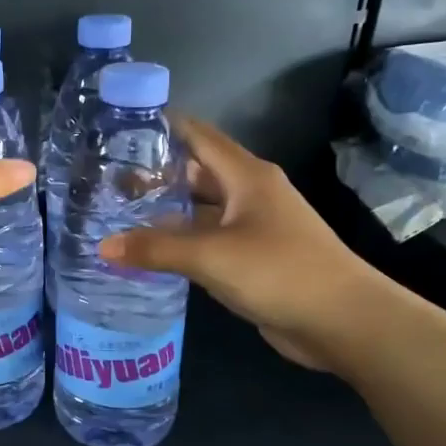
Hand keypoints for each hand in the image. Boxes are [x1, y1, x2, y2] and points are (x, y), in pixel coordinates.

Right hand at [98, 117, 395, 368]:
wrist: (342, 320)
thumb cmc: (280, 271)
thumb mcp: (211, 256)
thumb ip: (155, 248)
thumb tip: (103, 245)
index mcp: (246, 176)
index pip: (197, 135)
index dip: (162, 126)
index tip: (120, 124)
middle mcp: (249, 194)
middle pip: (196, 172)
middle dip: (156, 172)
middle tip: (108, 176)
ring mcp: (251, 227)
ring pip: (200, 209)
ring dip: (165, 209)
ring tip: (118, 210)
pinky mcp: (250, 258)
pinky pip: (206, 240)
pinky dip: (179, 240)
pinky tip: (149, 249)